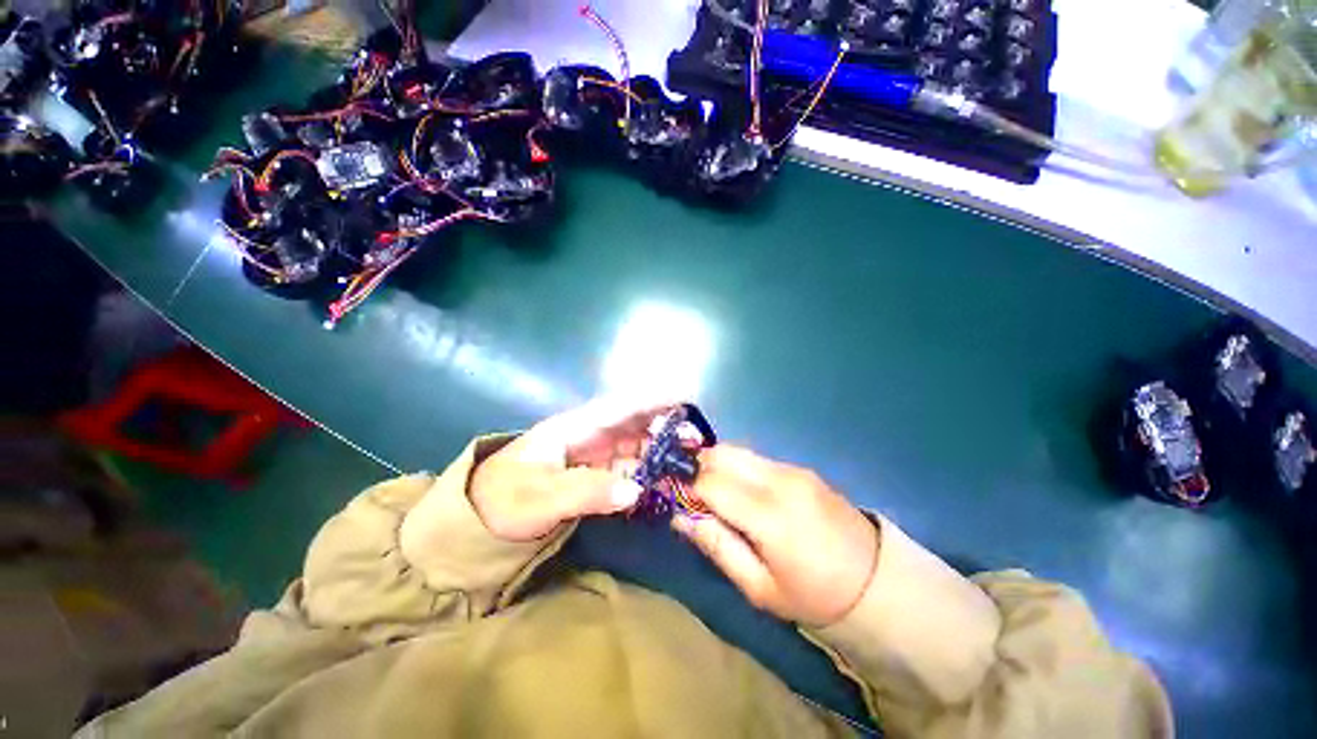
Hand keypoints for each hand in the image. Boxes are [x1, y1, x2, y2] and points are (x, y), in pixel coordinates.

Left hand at [469, 398, 670, 541]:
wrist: (480, 519)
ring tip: (688, 459)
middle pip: (633, 423)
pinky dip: (647, 473)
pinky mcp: (595, 474)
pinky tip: (665, 481)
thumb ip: (586, 492)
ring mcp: (593, 455)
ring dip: (661, 449)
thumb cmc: (503, 500)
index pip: (618, 407)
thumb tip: (636, 489)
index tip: (682, 398)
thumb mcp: (539, 498)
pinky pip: (628, 469)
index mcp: (575, 427)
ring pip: (635, 445)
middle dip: (664, 426)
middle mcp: (589, 435)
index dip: (651, 400)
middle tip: (694, 438)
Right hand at [673, 445, 879, 626]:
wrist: (876, 582)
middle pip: (723, 453)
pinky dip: (738, 466)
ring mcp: (793, 469)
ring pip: (738, 451)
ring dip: (717, 463)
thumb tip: (680, 516)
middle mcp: (779, 481)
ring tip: (712, 488)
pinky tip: (741, 489)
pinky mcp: (801, 468)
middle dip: (698, 464)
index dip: (686, 485)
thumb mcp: (759, 588)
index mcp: (769, 516)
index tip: (671, 493)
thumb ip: (717, 546)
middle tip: (689, 488)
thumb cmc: (812, 595)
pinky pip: (757, 457)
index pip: (711, 482)